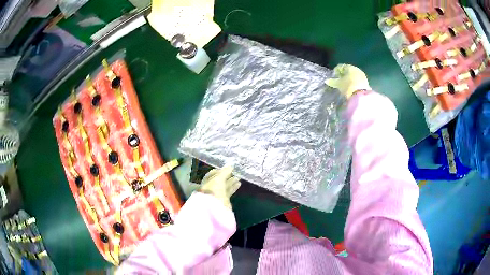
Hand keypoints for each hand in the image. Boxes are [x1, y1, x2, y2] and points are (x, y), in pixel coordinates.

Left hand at [199, 166, 240, 208]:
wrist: (215, 207)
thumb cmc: (214, 190)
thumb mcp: (218, 178)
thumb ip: (224, 172)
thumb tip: (230, 166)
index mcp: (206, 182)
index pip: (211, 175)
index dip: (219, 171)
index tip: (226, 168)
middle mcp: (210, 188)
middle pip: (219, 181)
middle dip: (226, 176)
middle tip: (234, 172)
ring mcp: (217, 195)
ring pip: (225, 186)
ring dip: (231, 181)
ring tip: (239, 177)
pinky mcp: (224, 200)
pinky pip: (229, 192)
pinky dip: (233, 187)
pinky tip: (239, 183)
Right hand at [325, 64, 370, 98]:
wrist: (361, 95)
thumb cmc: (348, 86)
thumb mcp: (339, 84)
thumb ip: (333, 82)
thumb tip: (326, 81)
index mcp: (349, 67)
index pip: (341, 66)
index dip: (336, 71)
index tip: (334, 77)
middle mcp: (356, 69)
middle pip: (348, 70)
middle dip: (343, 75)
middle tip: (339, 81)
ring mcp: (362, 75)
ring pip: (353, 75)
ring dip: (349, 79)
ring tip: (345, 85)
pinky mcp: (366, 82)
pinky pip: (357, 80)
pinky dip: (354, 83)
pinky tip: (351, 88)